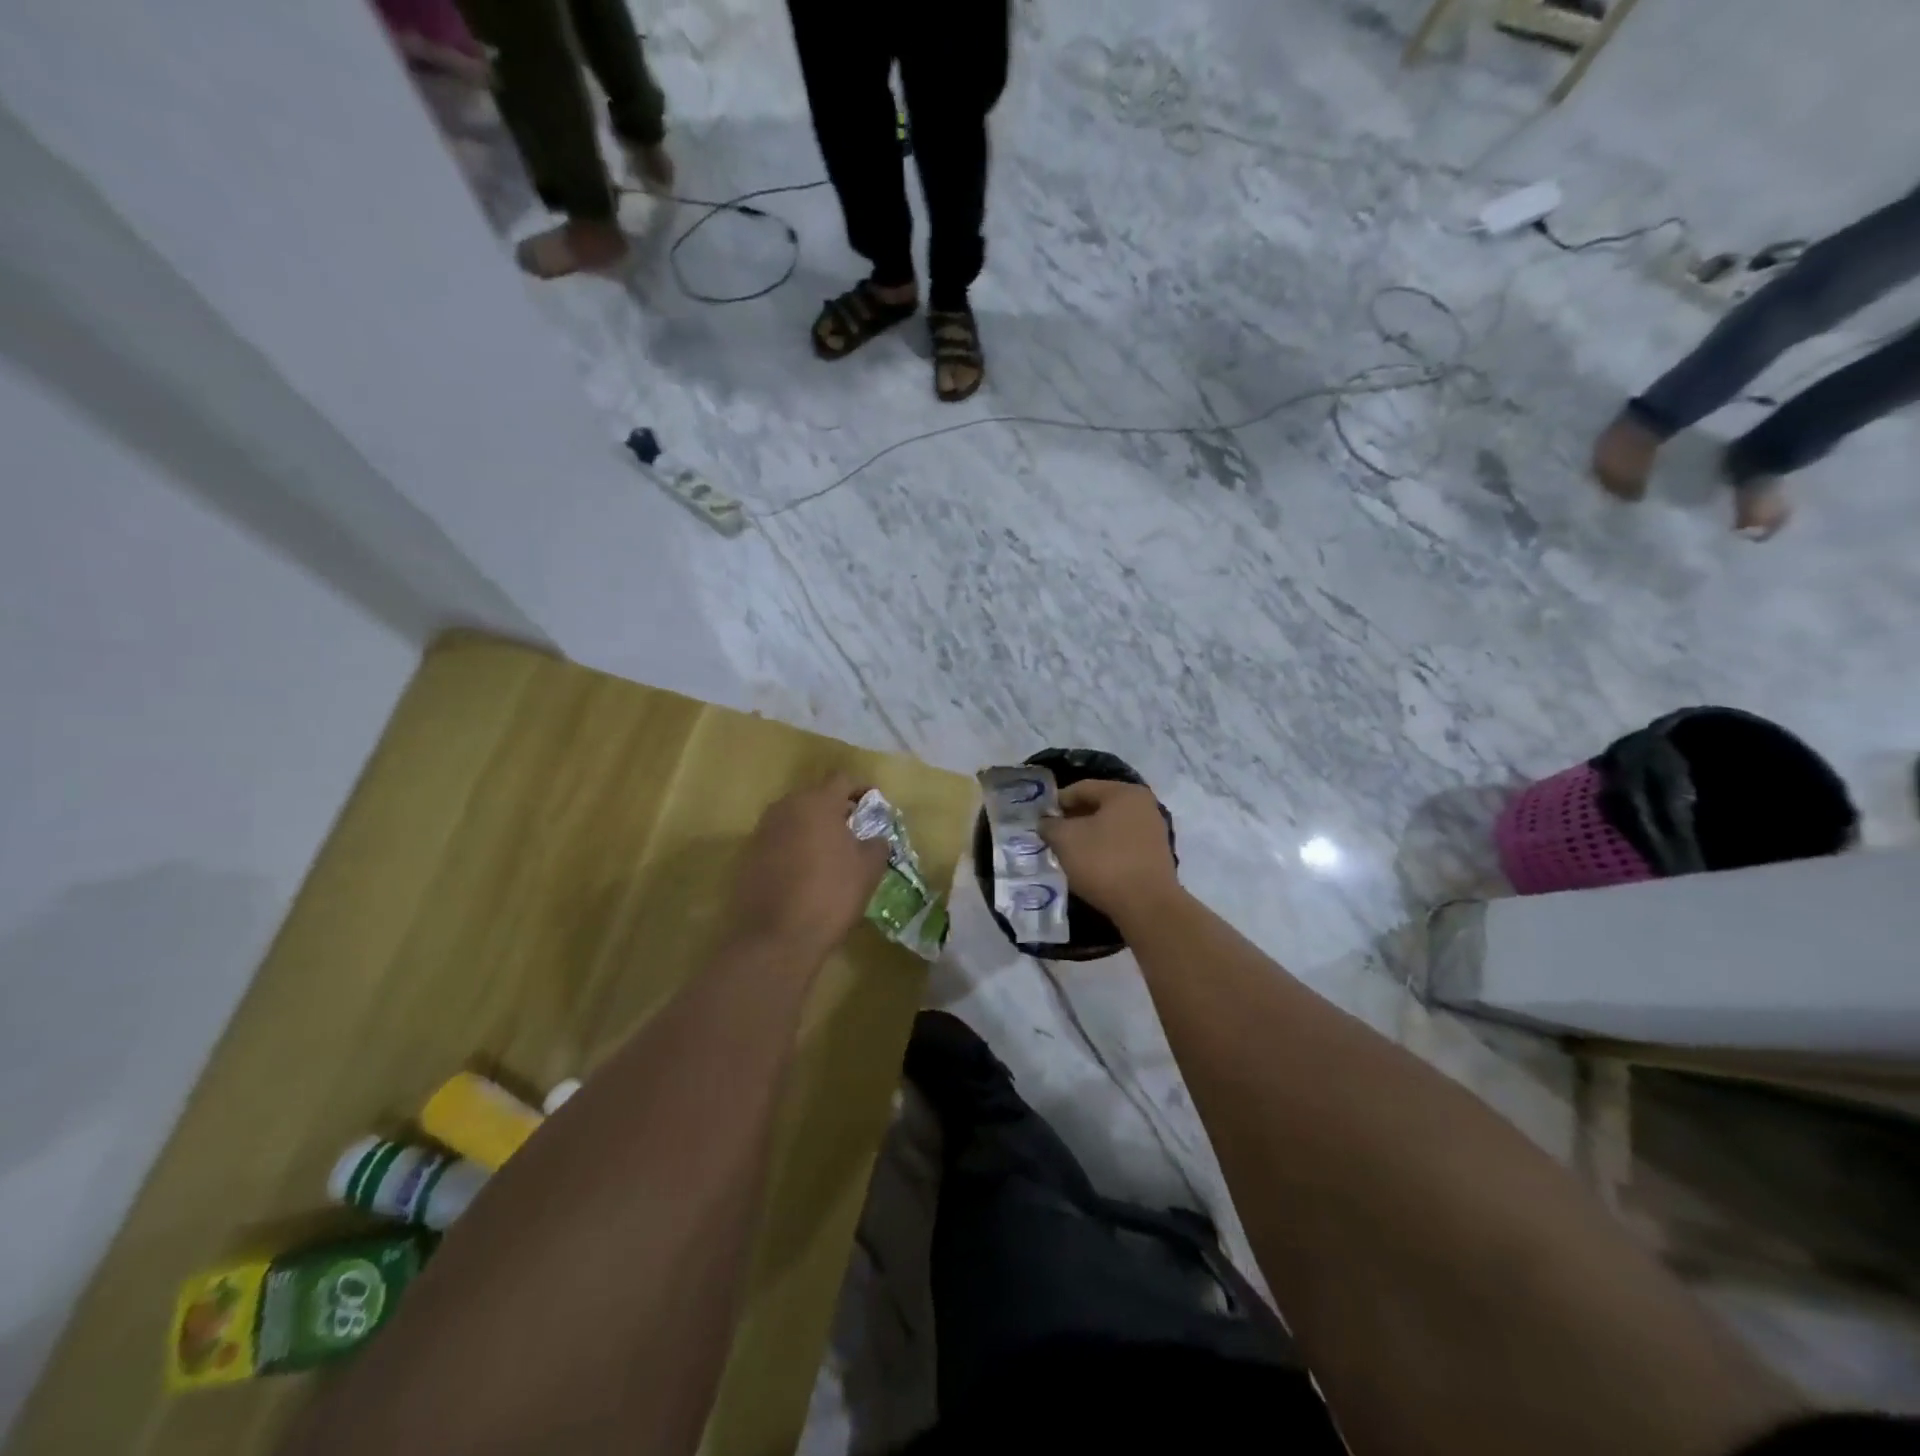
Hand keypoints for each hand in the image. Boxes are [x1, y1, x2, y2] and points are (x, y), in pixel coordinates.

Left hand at [729, 774, 891, 961]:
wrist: (774, 938)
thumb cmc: (829, 896)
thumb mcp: (867, 870)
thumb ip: (876, 845)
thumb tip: (876, 838)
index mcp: (816, 803)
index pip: (842, 779)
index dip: (861, 788)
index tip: (873, 805)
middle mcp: (785, 807)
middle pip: (815, 796)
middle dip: (836, 809)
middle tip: (854, 830)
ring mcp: (762, 831)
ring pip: (794, 818)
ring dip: (812, 828)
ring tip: (830, 853)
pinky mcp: (747, 855)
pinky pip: (778, 840)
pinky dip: (793, 847)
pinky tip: (805, 873)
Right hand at [1038, 780, 1180, 918]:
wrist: (1147, 906)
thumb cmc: (1104, 862)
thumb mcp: (1065, 840)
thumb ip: (1050, 825)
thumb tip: (1046, 823)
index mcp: (1124, 793)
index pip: (1082, 788)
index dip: (1057, 801)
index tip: (1040, 819)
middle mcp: (1144, 806)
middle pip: (1098, 806)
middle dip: (1072, 819)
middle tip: (1051, 835)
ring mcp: (1153, 831)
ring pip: (1110, 827)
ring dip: (1087, 836)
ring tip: (1067, 852)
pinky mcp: (1155, 856)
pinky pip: (1121, 845)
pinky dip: (1103, 850)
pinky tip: (1089, 866)